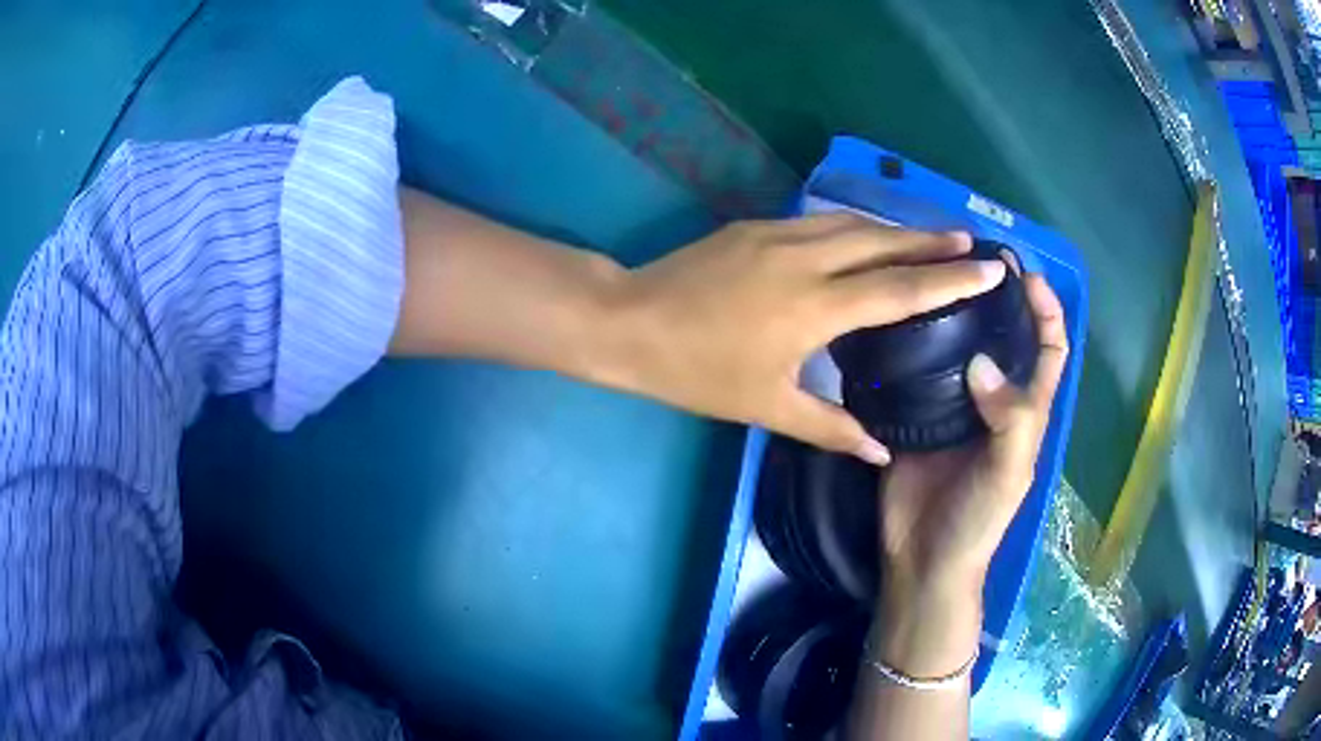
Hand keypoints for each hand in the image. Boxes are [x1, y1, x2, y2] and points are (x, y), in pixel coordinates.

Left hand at [606, 214, 1005, 463]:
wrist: (628, 323)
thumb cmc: (696, 371)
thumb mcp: (766, 407)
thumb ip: (830, 428)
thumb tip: (880, 453)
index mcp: (816, 306)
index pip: (901, 289)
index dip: (950, 280)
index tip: (988, 269)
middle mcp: (807, 259)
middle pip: (884, 242)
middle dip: (932, 241)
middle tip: (971, 243)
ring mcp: (778, 234)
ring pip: (853, 224)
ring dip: (896, 229)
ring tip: (931, 236)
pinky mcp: (755, 226)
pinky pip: (822, 222)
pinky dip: (856, 227)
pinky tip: (868, 235)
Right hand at [871, 274, 1067, 675]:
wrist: (923, 558)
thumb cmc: (978, 521)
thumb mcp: (1009, 473)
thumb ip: (1010, 420)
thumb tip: (981, 361)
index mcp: (1025, 411)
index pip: (1049, 352)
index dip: (1046, 313)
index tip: (1027, 276)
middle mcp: (992, 400)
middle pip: (1002, 339)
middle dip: (996, 301)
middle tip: (970, 262)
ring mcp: (951, 407)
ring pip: (957, 349)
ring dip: (951, 317)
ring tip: (930, 282)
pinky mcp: (913, 417)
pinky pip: (913, 375)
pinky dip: (908, 348)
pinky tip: (893, 323)